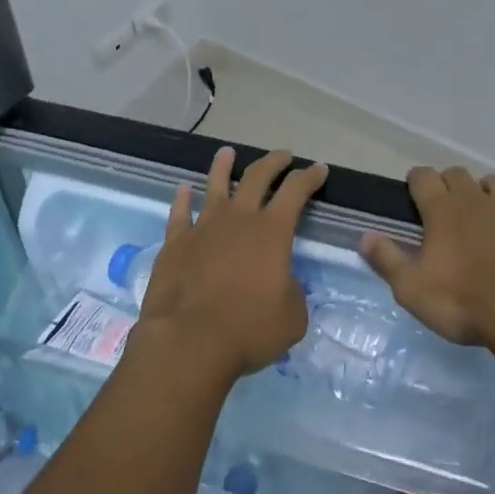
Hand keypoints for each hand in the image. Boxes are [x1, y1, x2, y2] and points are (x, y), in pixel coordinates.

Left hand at [137, 146, 326, 381]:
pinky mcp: (176, 243)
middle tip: (283, 155)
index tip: (319, 169)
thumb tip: (283, 282)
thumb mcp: (292, 317)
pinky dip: (182, 199)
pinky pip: (180, 213)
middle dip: (274, 162)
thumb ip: (292, 292)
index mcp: (272, 231)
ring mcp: (204, 227)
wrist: (189, 341)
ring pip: (215, 185)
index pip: (296, 191)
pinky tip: (184, 189)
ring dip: (223, 166)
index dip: (310, 177)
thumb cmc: (248, 329)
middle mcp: (239, 219)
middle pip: (257, 177)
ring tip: (227, 152)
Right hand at [360, 166, 494, 350]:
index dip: (417, 180)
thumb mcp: (413, 290)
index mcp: (441, 211)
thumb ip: (388, 260)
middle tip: (446, 205)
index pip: (423, 178)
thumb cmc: (465, 304)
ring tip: (483, 201)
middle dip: (449, 183)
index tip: (414, 191)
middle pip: (457, 174)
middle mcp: (474, 198)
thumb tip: (365, 236)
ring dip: (485, 187)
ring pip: (494, 180)